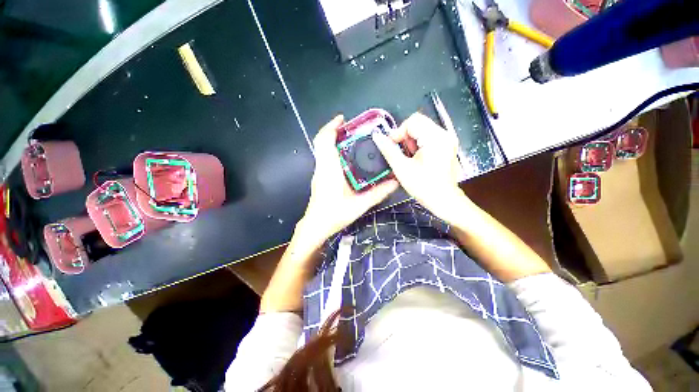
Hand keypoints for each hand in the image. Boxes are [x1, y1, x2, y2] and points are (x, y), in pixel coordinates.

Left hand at [300, 115, 398, 244]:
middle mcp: (322, 167)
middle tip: (352, 128)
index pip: (324, 142)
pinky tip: (346, 157)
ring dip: (333, 140)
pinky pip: (324, 158)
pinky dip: (333, 151)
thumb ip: (378, 193)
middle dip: (335, 131)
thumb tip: (396, 182)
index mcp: (329, 170)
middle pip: (322, 142)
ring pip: (322, 150)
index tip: (343, 119)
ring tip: (351, 139)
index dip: (332, 127)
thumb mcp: (360, 205)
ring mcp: (319, 172)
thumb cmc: (335, 215)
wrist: (316, 226)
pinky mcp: (319, 177)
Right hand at [372, 113, 467, 222]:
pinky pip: (429, 137)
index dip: (398, 133)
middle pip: (418, 123)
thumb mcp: (402, 168)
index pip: (412, 121)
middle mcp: (444, 134)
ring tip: (409, 158)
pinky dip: (419, 145)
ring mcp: (448, 140)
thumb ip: (388, 150)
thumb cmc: (423, 186)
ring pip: (423, 130)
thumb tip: (377, 136)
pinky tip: (417, 159)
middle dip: (405, 137)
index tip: (391, 147)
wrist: (444, 200)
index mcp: (435, 138)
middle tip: (402, 154)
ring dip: (411, 141)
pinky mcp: (447, 146)